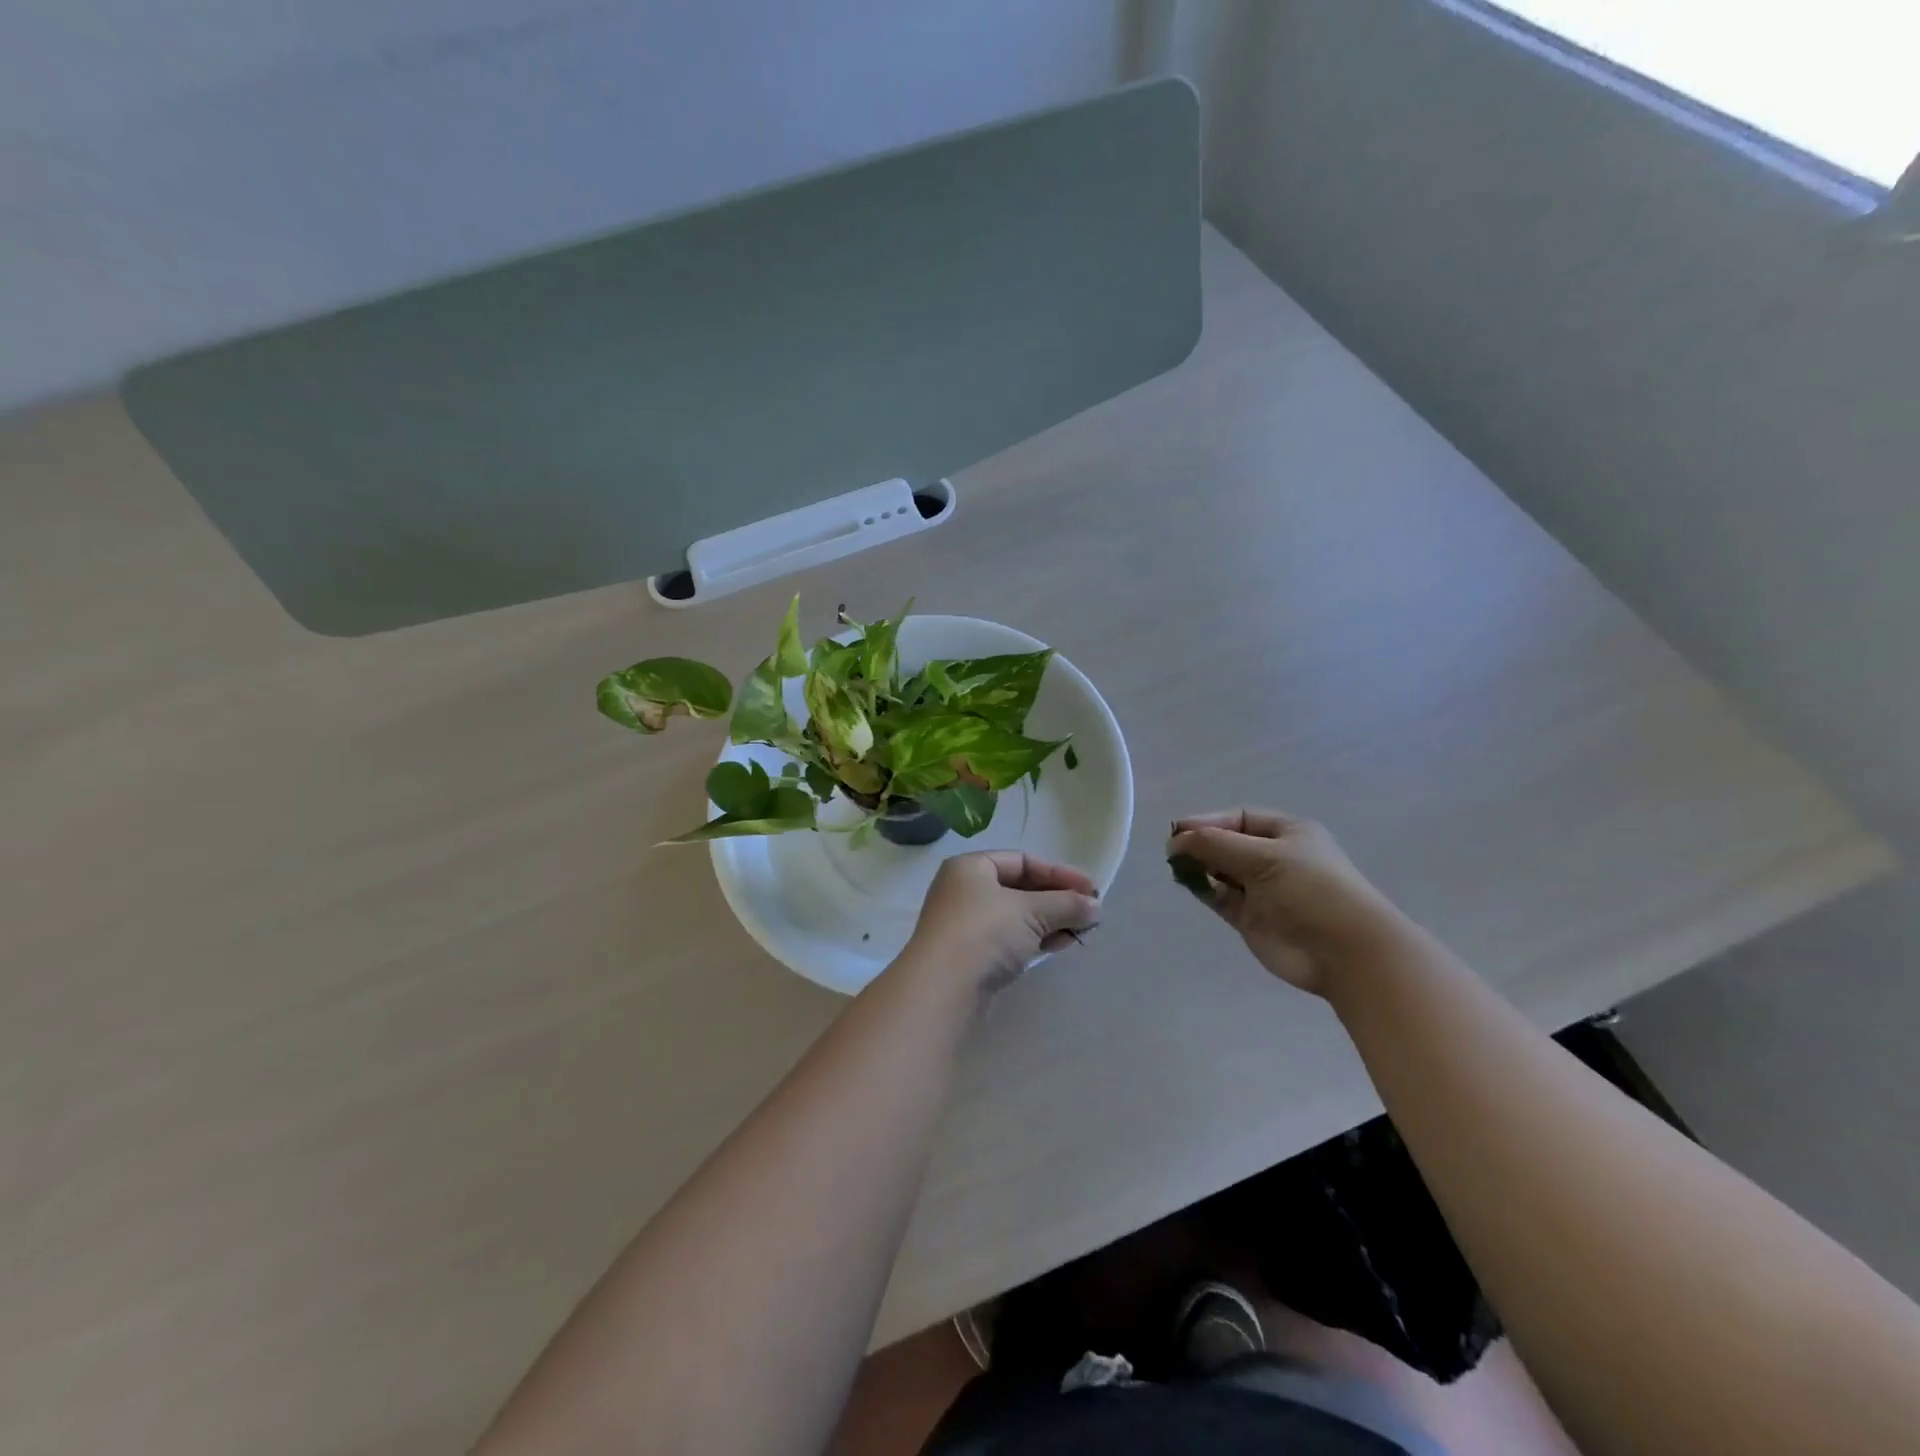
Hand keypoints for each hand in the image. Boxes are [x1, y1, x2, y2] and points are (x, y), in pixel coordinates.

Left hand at [901, 851, 1100, 995]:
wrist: (943, 989)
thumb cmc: (985, 933)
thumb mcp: (1031, 911)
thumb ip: (1066, 904)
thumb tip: (1095, 907)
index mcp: (971, 867)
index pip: (1022, 861)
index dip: (1059, 873)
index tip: (1092, 889)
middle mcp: (964, 890)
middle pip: (1020, 888)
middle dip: (1057, 899)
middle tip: (1090, 911)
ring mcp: (966, 925)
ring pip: (1016, 916)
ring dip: (1050, 920)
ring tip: (1082, 930)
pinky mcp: (971, 956)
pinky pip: (1010, 939)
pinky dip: (1035, 938)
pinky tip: (1060, 944)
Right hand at [1167, 810, 1402, 995]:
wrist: (1344, 953)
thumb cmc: (1309, 890)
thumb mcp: (1263, 857)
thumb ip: (1215, 845)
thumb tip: (1176, 840)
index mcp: (1287, 833)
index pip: (1238, 818)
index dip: (1207, 822)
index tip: (1177, 831)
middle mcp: (1274, 858)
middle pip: (1227, 844)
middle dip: (1201, 844)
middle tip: (1172, 851)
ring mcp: (1263, 890)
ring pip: (1221, 871)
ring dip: (1199, 867)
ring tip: (1176, 868)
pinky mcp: (1252, 918)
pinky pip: (1221, 898)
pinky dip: (1204, 890)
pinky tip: (1188, 885)